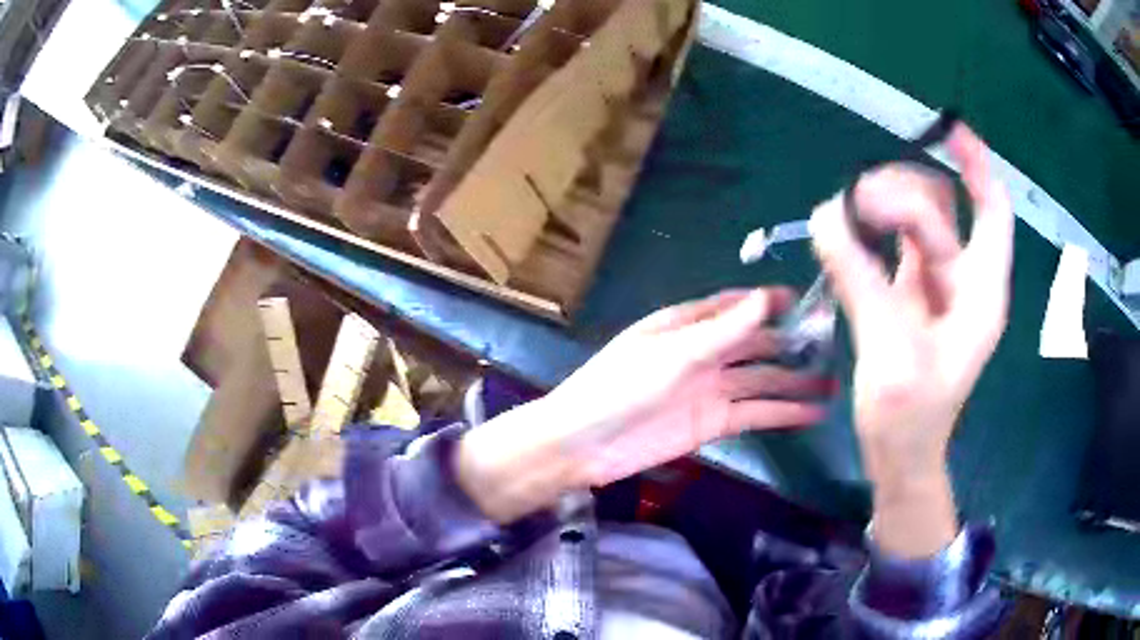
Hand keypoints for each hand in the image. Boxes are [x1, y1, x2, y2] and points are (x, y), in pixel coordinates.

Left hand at [456, 288, 826, 522]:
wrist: (584, 445)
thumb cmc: (621, 388)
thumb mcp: (673, 354)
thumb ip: (722, 331)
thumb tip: (763, 297)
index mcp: (686, 326)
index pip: (735, 307)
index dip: (768, 302)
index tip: (806, 300)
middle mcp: (703, 354)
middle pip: (755, 344)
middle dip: (791, 343)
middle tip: (833, 344)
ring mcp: (709, 391)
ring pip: (761, 382)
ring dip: (795, 382)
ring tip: (834, 382)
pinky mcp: (712, 425)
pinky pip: (754, 415)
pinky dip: (782, 414)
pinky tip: (812, 413)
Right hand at [810, 123, 1012, 555]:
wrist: (900, 455)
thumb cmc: (910, 417)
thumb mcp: (891, 350)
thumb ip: (862, 279)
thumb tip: (825, 217)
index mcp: (980, 292)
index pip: (991, 211)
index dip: (977, 166)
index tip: (949, 130)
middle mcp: (964, 280)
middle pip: (942, 208)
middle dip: (902, 194)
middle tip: (855, 206)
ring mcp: (937, 286)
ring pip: (916, 222)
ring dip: (883, 209)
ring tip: (844, 218)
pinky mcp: (911, 295)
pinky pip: (895, 246)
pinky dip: (872, 232)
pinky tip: (847, 231)